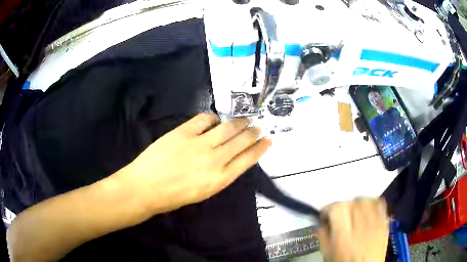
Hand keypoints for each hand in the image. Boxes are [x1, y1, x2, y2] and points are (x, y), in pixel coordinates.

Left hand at [118, 112, 271, 213]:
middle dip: (253, 132)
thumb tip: (229, 159)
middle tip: (258, 126)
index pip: (247, 160)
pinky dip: (212, 118)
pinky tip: (215, 119)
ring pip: (226, 129)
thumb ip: (219, 175)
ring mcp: (199, 144)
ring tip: (246, 119)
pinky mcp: (183, 133)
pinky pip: (204, 120)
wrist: (145, 188)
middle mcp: (214, 160)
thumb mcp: (203, 192)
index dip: (259, 148)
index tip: (268, 140)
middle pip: (240, 141)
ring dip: (239, 123)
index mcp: (219, 179)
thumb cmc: (173, 196)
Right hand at [318, 198, 388, 261]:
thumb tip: (322, 221)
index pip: (335, 207)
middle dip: (344, 207)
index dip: (329, 210)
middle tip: (341, 216)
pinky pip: (379, 203)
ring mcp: (374, 218)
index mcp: (343, 229)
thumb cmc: (343, 261)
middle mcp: (360, 220)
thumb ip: (323, 234)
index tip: (327, 216)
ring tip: (355, 213)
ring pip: (365, 200)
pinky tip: (369, 210)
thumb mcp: (327, 251)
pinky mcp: (384, 220)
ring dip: (358, 204)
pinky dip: (372, 203)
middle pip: (351, 201)